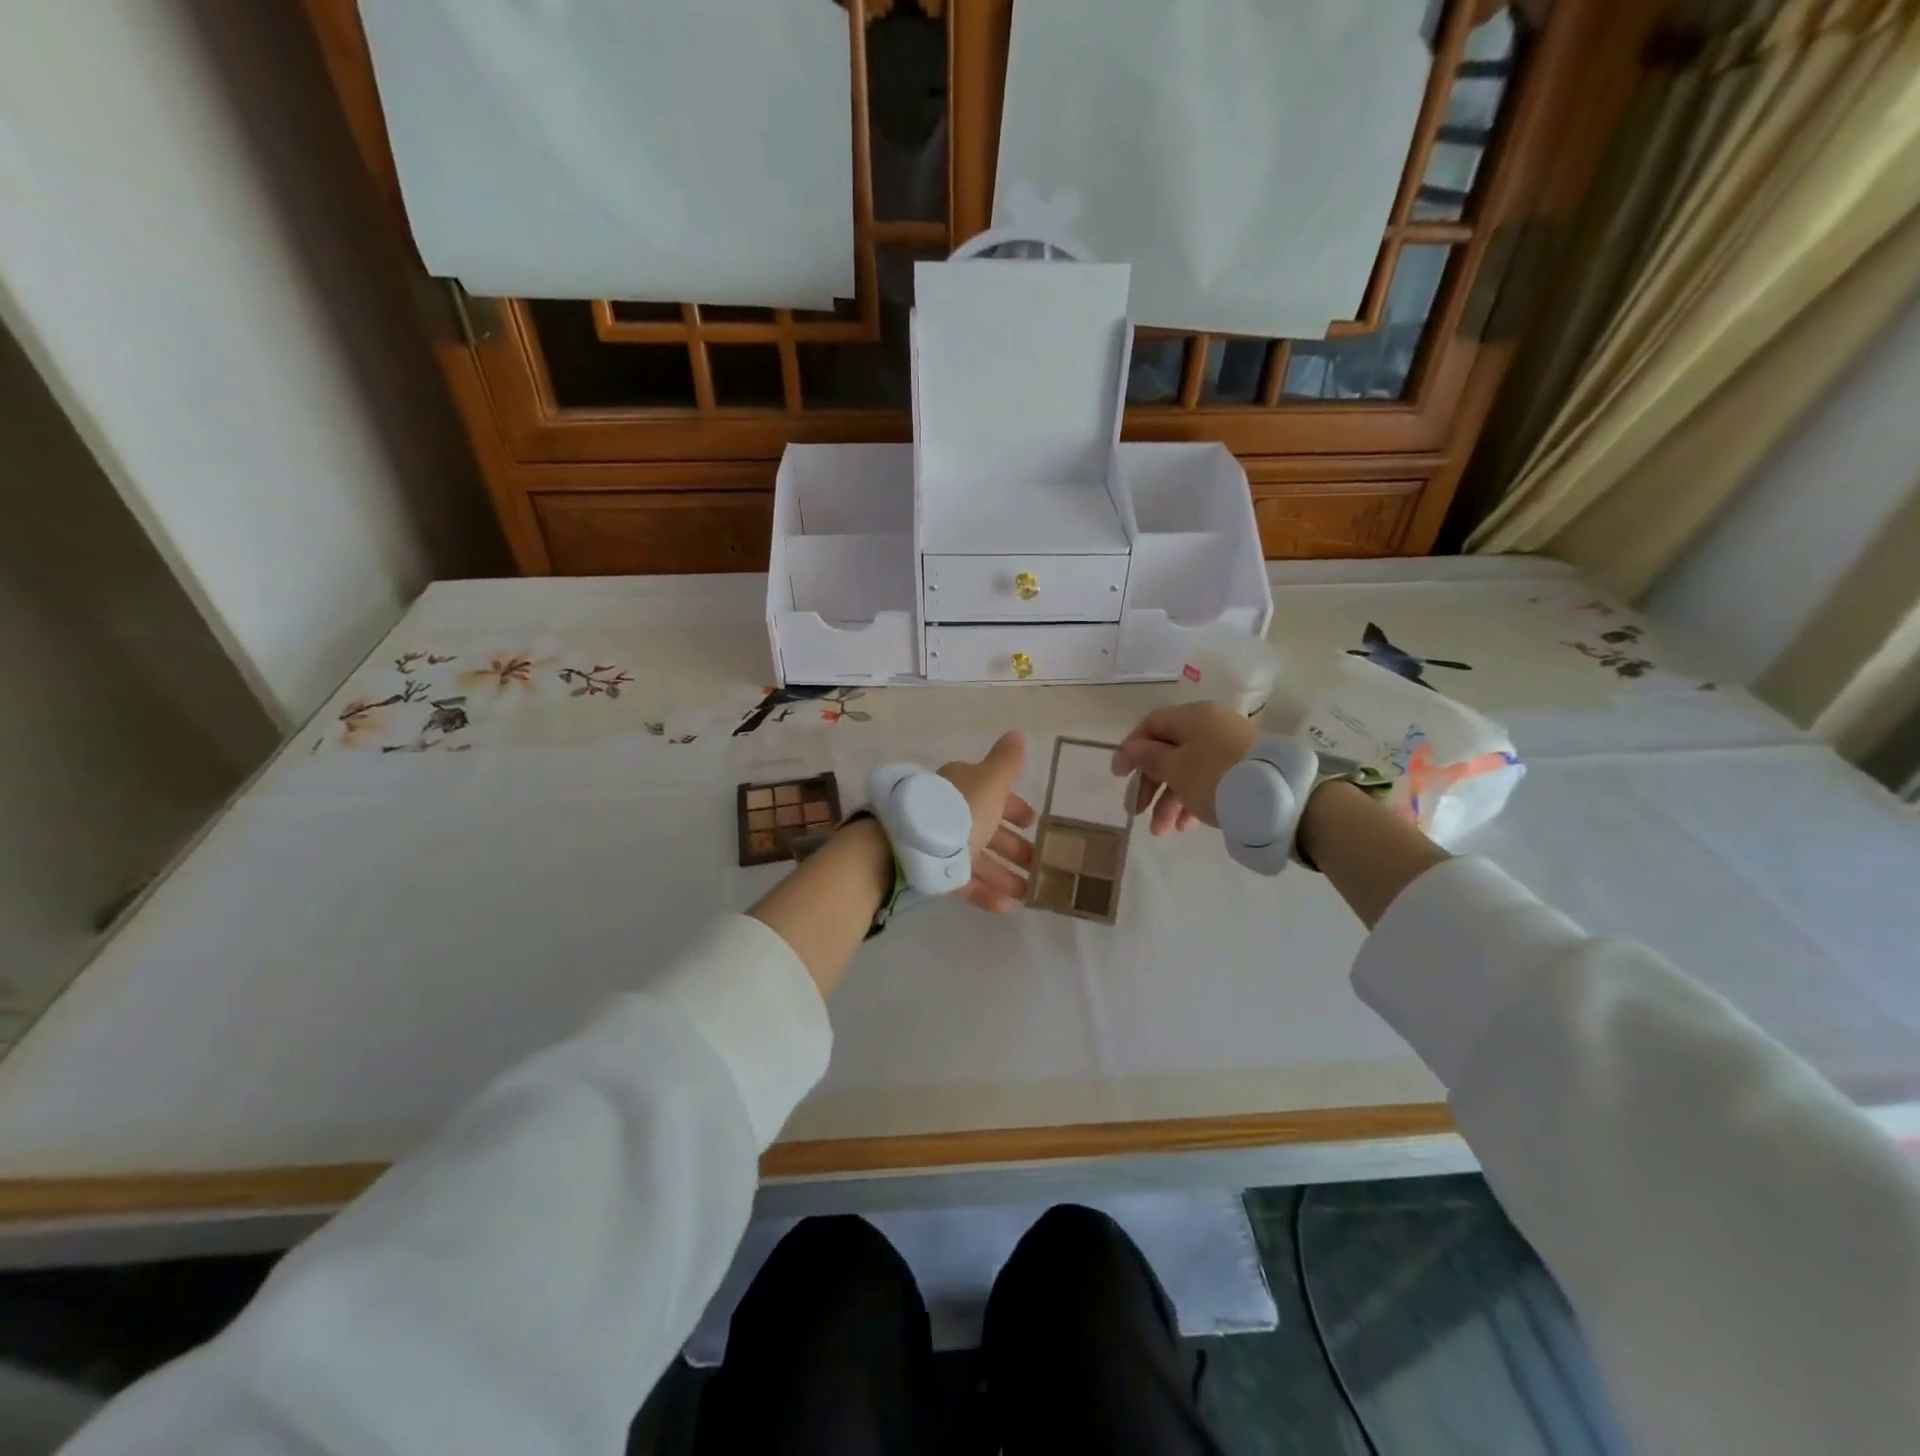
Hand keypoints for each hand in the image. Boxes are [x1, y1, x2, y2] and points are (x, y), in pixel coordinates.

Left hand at [937, 730, 1036, 912]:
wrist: (913, 846)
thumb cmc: (959, 810)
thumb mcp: (990, 783)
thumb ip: (1007, 763)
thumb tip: (1017, 734)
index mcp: (964, 787)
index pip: (994, 795)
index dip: (1016, 808)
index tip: (1034, 823)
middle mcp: (952, 812)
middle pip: (988, 829)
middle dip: (1014, 846)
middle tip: (1038, 863)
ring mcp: (942, 843)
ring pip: (979, 859)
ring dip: (1006, 875)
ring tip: (1030, 894)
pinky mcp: (934, 871)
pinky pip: (965, 882)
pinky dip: (987, 893)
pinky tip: (1009, 908)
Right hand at [1111, 702, 1257, 835]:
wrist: (1278, 798)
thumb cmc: (1215, 776)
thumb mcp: (1175, 768)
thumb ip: (1148, 758)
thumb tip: (1130, 748)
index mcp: (1192, 717)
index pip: (1152, 724)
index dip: (1131, 748)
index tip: (1119, 776)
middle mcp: (1210, 727)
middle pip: (1168, 751)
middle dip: (1150, 784)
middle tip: (1137, 810)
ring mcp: (1229, 749)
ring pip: (1188, 771)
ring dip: (1169, 801)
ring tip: (1161, 831)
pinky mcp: (1243, 772)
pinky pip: (1208, 783)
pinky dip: (1192, 802)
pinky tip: (1185, 827)